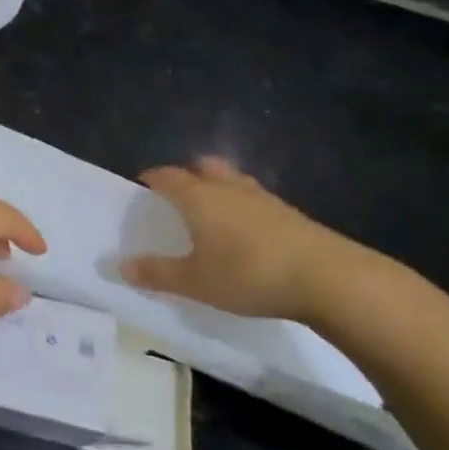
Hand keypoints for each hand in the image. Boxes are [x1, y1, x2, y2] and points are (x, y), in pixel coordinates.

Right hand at [120, 157, 385, 324]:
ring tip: (212, 215)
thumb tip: (122, 266)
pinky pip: (255, 200)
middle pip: (203, 167)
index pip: (167, 176)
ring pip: (232, 180)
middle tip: (177, 199)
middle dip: (187, 176)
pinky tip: (245, 234)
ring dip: (218, 189)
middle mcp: (228, 187)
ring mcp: (262, 198)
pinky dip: (243, 208)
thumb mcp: (196, 282)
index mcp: (199, 197)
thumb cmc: (248, 274)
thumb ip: (158, 273)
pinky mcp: (288, 213)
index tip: (141, 188)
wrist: (326, 278)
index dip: (151, 179)